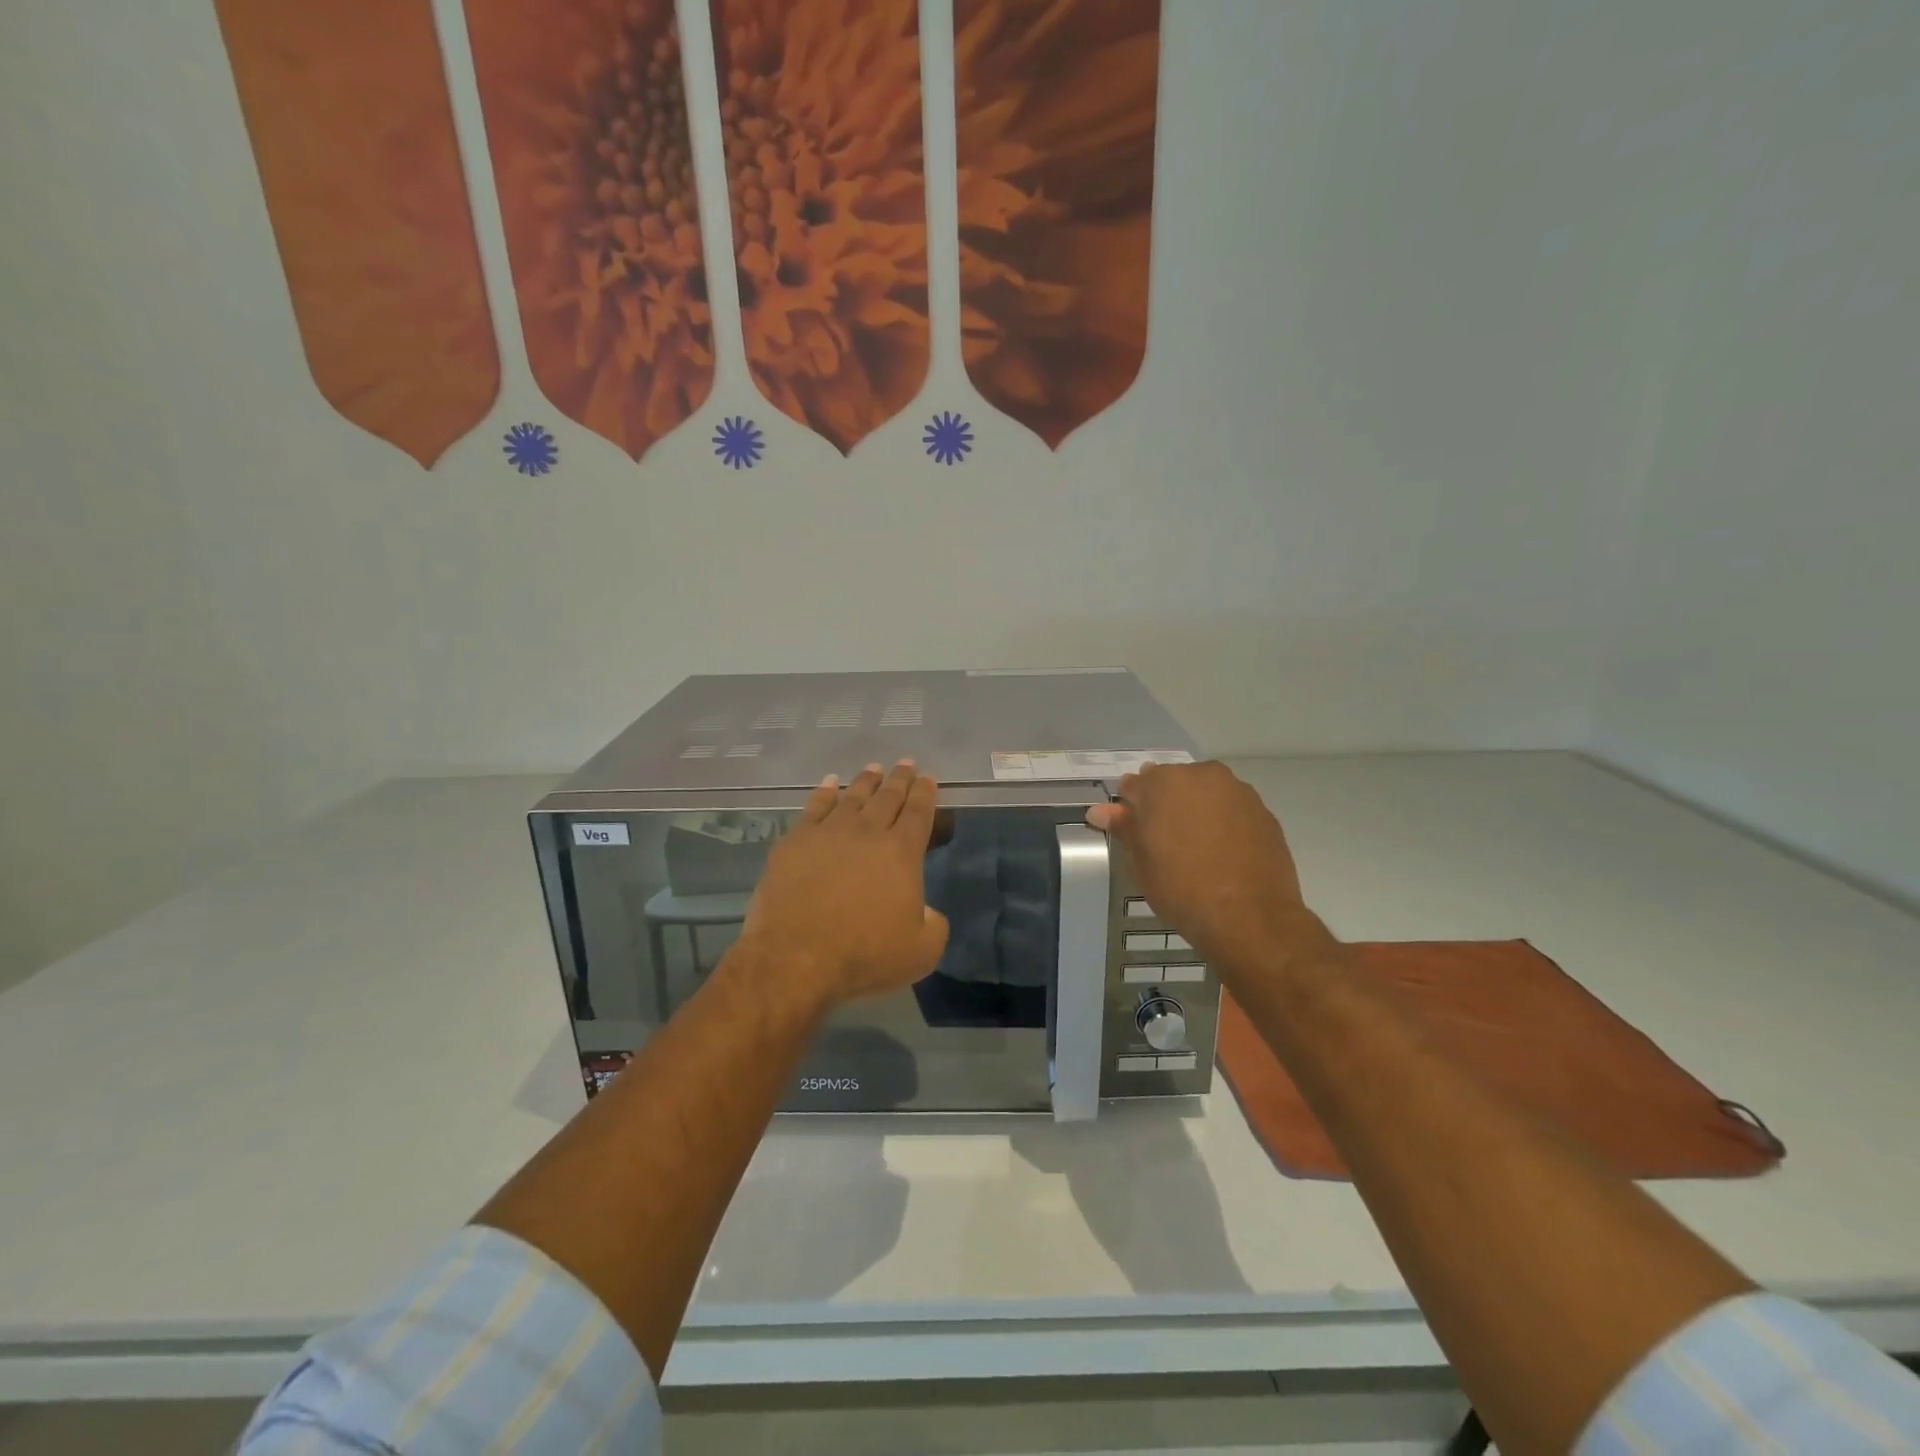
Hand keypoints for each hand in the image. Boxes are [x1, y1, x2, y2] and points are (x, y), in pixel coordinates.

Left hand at [736, 761, 949, 1012]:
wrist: (796, 957)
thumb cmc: (864, 955)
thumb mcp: (921, 951)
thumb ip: (933, 925)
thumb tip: (927, 912)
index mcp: (902, 852)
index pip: (918, 812)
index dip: (926, 793)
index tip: (929, 777)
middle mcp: (868, 833)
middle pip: (887, 797)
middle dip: (899, 779)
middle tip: (906, 763)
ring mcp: (828, 833)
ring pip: (852, 797)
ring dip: (866, 781)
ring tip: (873, 768)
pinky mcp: (795, 842)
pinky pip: (814, 807)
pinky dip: (823, 792)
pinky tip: (828, 784)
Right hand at [1086, 760, 1305, 961]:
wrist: (1250, 917)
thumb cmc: (1182, 888)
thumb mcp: (1141, 861)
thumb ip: (1124, 827)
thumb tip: (1099, 810)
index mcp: (1164, 782)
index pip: (1136, 785)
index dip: (1130, 807)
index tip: (1133, 830)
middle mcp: (1202, 775)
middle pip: (1173, 783)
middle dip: (1164, 804)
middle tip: (1163, 841)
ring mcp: (1237, 791)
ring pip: (1205, 793)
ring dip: (1195, 810)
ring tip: (1194, 847)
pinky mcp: (1263, 811)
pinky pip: (1231, 809)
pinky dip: (1222, 822)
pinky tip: (1221, 851)